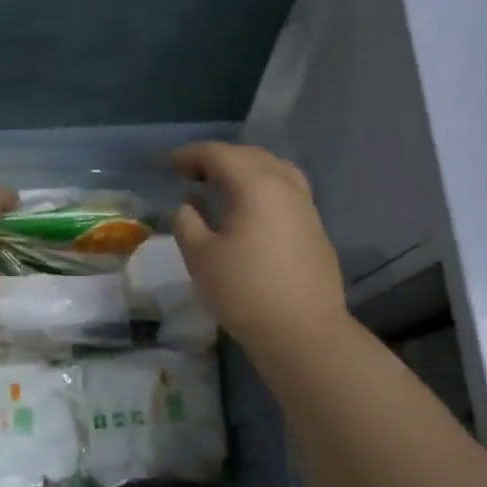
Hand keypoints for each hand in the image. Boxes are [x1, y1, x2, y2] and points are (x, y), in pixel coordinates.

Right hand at [172, 142, 347, 353]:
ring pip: (274, 169)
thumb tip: (190, 204)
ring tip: (224, 186)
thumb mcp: (200, 256)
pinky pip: (287, 190)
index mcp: (255, 185)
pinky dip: (264, 186)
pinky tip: (251, 210)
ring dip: (245, 169)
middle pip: (250, 155)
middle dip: (218, 158)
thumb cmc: (244, 291)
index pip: (219, 154)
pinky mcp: (315, 227)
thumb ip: (187, 221)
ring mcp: (306, 205)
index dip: (191, 154)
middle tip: (192, 174)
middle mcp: (285, 185)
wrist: (303, 332)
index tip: (170, 165)